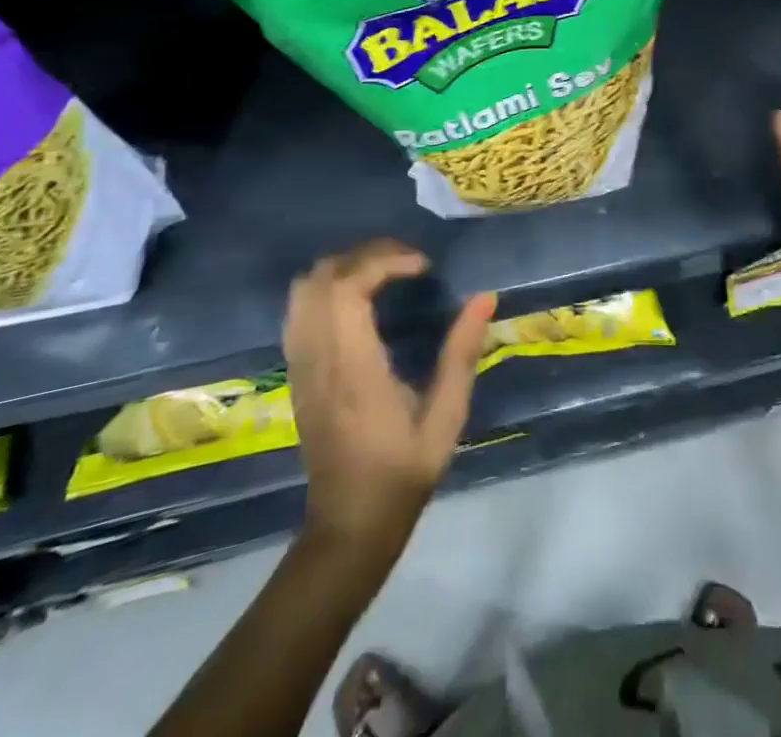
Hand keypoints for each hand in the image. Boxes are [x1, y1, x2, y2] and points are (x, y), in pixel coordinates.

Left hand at [284, 239, 497, 543]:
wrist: (349, 527)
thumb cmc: (402, 473)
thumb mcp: (446, 418)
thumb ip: (461, 354)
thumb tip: (485, 297)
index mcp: (353, 369)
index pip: (348, 288)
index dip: (384, 261)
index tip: (423, 266)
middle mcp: (317, 360)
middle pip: (320, 278)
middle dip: (364, 255)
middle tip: (407, 261)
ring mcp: (300, 366)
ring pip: (302, 290)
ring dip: (343, 267)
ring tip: (385, 272)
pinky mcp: (295, 374)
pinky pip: (298, 311)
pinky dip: (326, 287)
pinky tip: (359, 299)